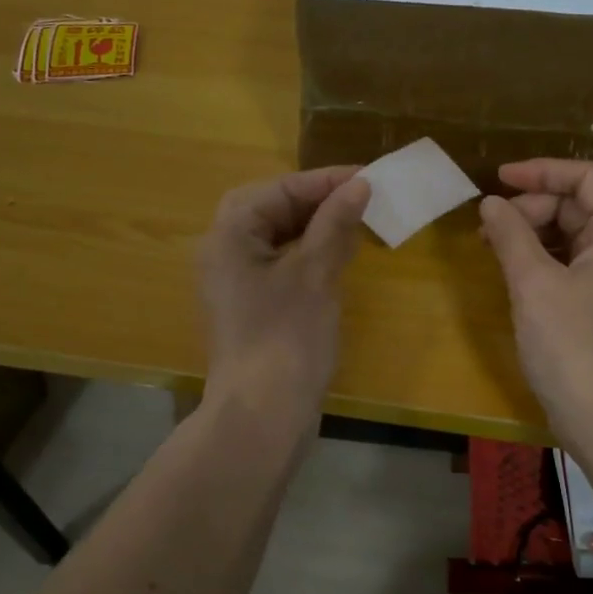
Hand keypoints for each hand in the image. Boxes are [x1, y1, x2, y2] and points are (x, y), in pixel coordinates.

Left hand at [197, 166, 369, 416]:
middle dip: (315, 201)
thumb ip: (335, 224)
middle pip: (270, 210)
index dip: (324, 181)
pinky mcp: (251, 309)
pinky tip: (338, 261)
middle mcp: (224, 254)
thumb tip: (359, 185)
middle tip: (358, 198)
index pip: (278, 190)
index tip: (368, 177)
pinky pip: (279, 266)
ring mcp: (235, 284)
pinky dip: (308, 256)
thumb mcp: (315, 274)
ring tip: (355, 224)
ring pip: (276, 239)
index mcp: (229, 236)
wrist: (262, 416)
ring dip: (314, 228)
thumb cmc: (286, 337)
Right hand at [479, 159, 592, 448]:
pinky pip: (570, 263)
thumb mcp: (534, 283)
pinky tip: (510, 269)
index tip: (498, 178)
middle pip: (577, 205)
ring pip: (571, 235)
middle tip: (489, 228)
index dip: (542, 171)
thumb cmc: (573, 344)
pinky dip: (540, 259)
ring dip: (531, 233)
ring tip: (491, 245)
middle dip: (531, 208)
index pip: (587, 177)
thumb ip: (511, 234)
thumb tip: (491, 204)